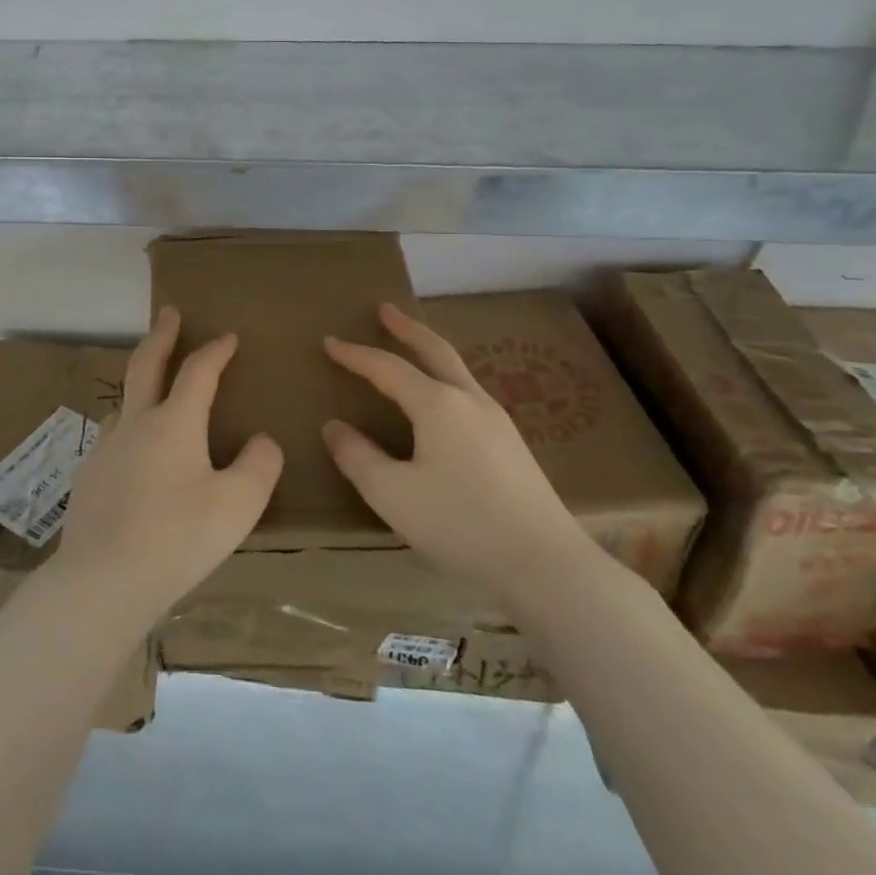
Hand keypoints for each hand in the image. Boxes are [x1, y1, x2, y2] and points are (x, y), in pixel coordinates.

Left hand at [53, 307, 283, 621]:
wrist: (101, 581)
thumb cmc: (177, 539)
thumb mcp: (238, 505)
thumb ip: (259, 466)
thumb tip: (262, 441)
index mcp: (174, 423)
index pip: (198, 371)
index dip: (216, 350)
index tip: (229, 336)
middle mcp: (135, 424)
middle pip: (146, 364)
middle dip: (162, 335)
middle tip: (169, 313)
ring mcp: (105, 449)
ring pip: (124, 402)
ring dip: (140, 383)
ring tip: (152, 387)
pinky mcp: (87, 478)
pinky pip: (112, 439)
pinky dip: (128, 429)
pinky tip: (131, 455)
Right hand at [323, 302, 600, 611]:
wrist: (546, 565)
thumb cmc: (461, 524)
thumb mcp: (392, 495)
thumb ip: (358, 457)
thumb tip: (334, 427)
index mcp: (438, 405)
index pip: (387, 368)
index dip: (356, 354)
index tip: (329, 342)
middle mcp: (469, 401)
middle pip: (435, 350)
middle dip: (407, 328)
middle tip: (385, 310)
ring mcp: (497, 421)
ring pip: (457, 370)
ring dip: (430, 351)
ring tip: (412, 349)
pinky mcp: (512, 445)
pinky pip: (469, 394)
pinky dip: (446, 378)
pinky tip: (444, 402)